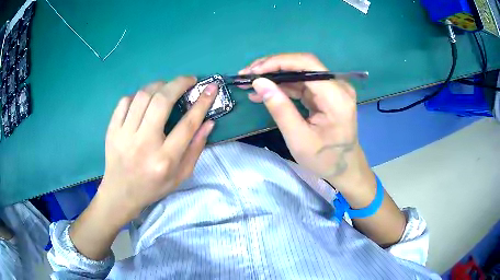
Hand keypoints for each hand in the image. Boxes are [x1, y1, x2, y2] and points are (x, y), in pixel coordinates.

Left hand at [69, 78, 217, 259]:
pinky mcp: (112, 130)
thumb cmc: (153, 187)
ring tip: (166, 87)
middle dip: (179, 84)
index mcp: (164, 159)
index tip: (211, 88)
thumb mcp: (181, 176)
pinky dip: (138, 95)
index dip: (202, 103)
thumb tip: (208, 122)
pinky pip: (125, 102)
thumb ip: (196, 149)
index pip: (187, 124)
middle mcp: (144, 144)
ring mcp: (124, 135)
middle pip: (162, 102)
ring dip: (159, 85)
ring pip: (143, 97)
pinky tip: (144, 99)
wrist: (120, 193)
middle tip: (189, 79)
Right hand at [240, 53, 371, 190]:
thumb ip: (280, 108)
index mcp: (336, 96)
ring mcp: (333, 89)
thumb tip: (259, 82)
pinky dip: (284, 87)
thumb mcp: (299, 138)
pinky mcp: (326, 94)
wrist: (345, 168)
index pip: (307, 65)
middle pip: (303, 65)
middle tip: (247, 74)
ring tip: (251, 83)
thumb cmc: (325, 159)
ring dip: (275, 76)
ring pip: (300, 73)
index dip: (278, 62)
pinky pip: (303, 84)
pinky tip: (265, 92)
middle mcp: (338, 86)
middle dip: (273, 67)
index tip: (253, 71)